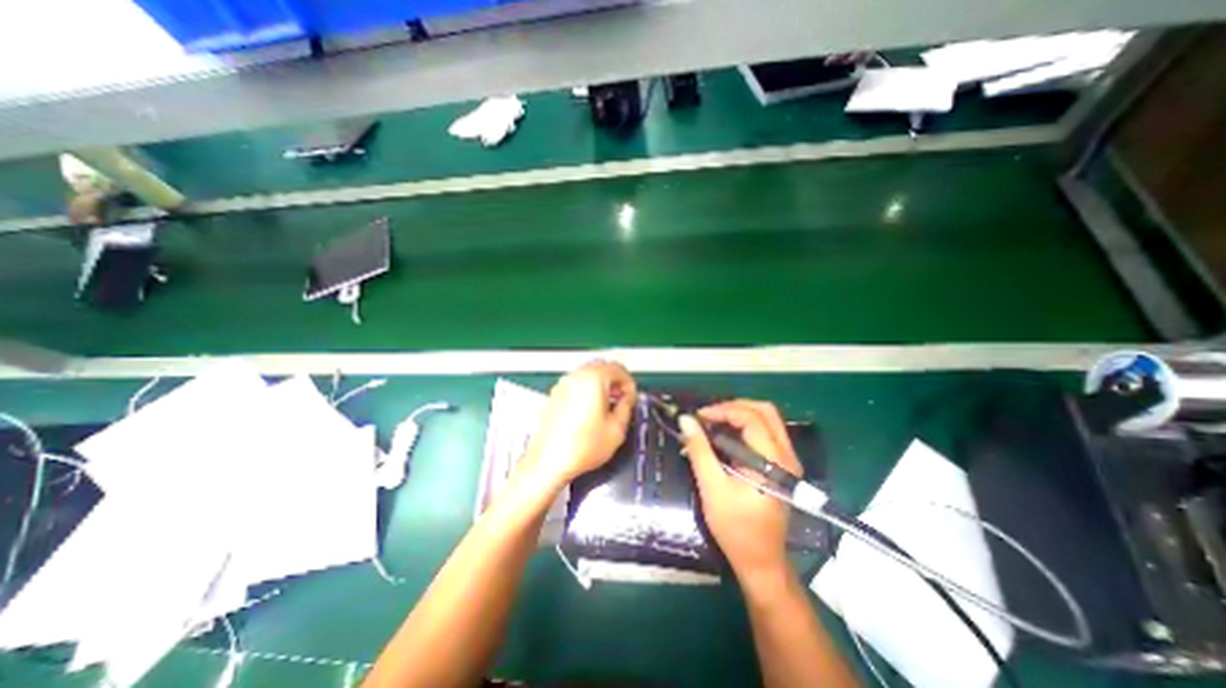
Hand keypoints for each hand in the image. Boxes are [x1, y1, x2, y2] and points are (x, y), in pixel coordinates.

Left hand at [515, 361, 636, 494]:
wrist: (549, 461)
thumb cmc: (583, 447)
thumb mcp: (617, 428)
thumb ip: (627, 406)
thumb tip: (627, 398)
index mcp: (594, 378)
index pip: (619, 368)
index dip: (629, 384)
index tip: (631, 399)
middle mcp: (576, 376)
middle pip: (602, 366)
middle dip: (615, 381)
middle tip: (621, 400)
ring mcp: (563, 384)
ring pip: (588, 373)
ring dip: (601, 384)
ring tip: (606, 406)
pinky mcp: (554, 394)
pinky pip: (576, 383)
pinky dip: (587, 389)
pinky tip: (589, 410)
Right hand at [675, 402, 800, 591]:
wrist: (761, 561)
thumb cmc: (736, 528)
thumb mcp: (712, 488)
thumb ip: (700, 450)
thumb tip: (686, 420)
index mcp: (773, 461)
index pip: (751, 418)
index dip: (723, 410)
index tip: (699, 416)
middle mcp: (786, 455)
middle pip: (765, 411)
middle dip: (734, 406)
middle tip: (708, 415)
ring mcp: (787, 460)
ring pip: (767, 419)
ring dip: (739, 414)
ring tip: (714, 422)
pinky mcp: (782, 465)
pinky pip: (766, 432)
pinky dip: (745, 426)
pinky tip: (726, 435)